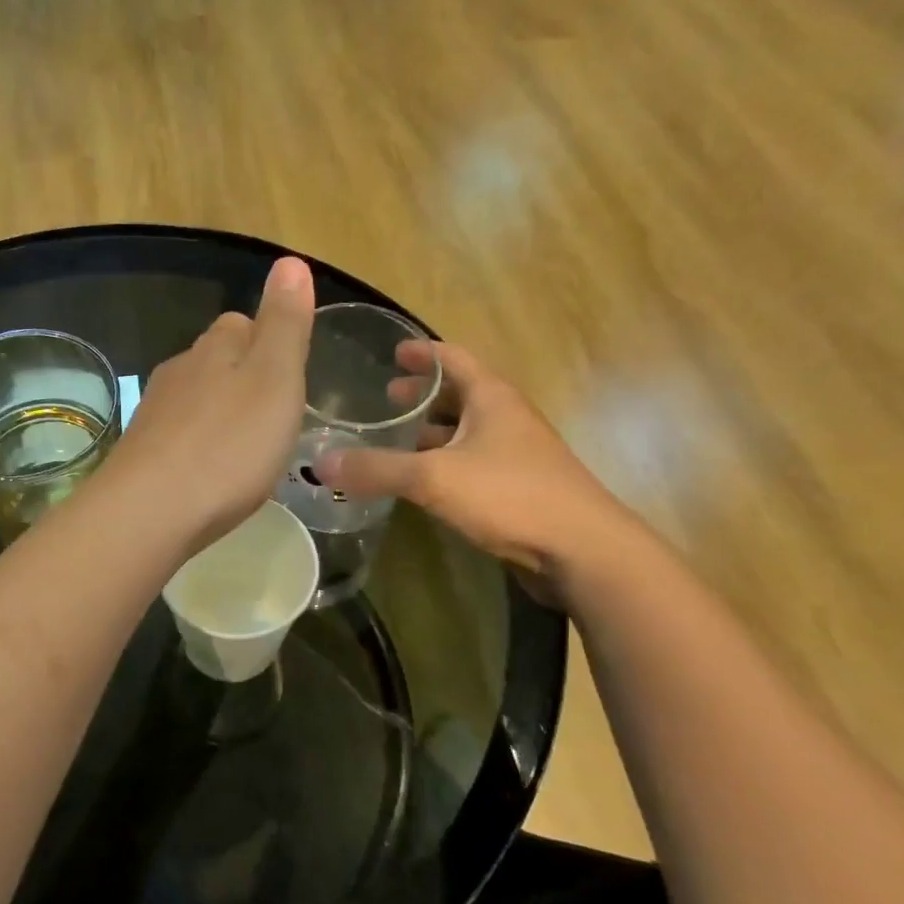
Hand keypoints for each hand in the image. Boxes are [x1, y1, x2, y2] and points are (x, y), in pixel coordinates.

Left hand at [102, 257, 314, 551]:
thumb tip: (290, 260)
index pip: (242, 323)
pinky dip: (200, 444)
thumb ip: (285, 323)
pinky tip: (211, 471)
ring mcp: (155, 412)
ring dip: (220, 412)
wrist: (150, 510)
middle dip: (244, 376)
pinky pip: (179, 435)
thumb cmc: (228, 445)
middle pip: (215, 359)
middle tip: (275, 413)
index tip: (291, 374)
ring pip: (195, 397)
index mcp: (216, 349)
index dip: (269, 340)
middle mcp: (180, 370)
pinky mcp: (142, 452)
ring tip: (248, 445)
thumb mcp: (275, 378)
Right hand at [315, 341, 635, 596]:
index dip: (423, 353)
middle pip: (460, 394)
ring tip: (395, 439)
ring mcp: (515, 455)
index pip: (454, 358)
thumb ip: (377, 469)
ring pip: (465, 432)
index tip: (393, 352)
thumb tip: (320, 462)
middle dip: (423, 395)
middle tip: (386, 397)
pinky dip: (443, 463)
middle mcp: (505, 419)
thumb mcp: (434, 478)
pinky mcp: (516, 489)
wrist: (583, 551)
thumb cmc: (511, 495)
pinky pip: (471, 464)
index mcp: (492, 398)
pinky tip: (421, 482)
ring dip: (432, 432)